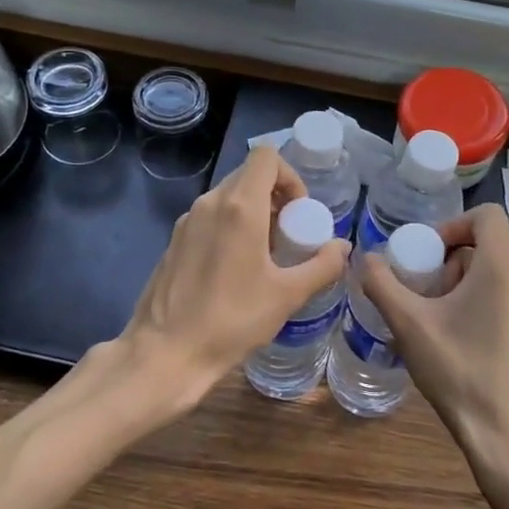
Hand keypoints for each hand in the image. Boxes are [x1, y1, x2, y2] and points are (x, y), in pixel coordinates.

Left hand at [106, 145, 349, 418]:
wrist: (165, 353)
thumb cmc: (231, 320)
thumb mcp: (287, 296)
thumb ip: (322, 266)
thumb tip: (342, 248)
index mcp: (239, 207)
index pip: (266, 156)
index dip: (290, 176)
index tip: (299, 212)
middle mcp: (210, 203)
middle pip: (248, 175)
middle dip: (275, 196)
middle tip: (288, 235)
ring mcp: (187, 221)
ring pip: (228, 197)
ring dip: (253, 212)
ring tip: (265, 256)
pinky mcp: (174, 241)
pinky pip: (210, 217)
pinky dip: (230, 227)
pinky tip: (235, 270)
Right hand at [359, 203, 508, 471]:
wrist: (508, 437)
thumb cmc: (459, 372)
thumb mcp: (409, 324)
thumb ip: (382, 283)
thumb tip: (367, 259)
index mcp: (502, 268)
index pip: (486, 215)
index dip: (450, 225)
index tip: (425, 254)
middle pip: (483, 246)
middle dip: (446, 263)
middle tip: (421, 294)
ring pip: (491, 273)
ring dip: (457, 285)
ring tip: (432, 322)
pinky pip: (502, 297)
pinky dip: (474, 304)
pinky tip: (453, 342)